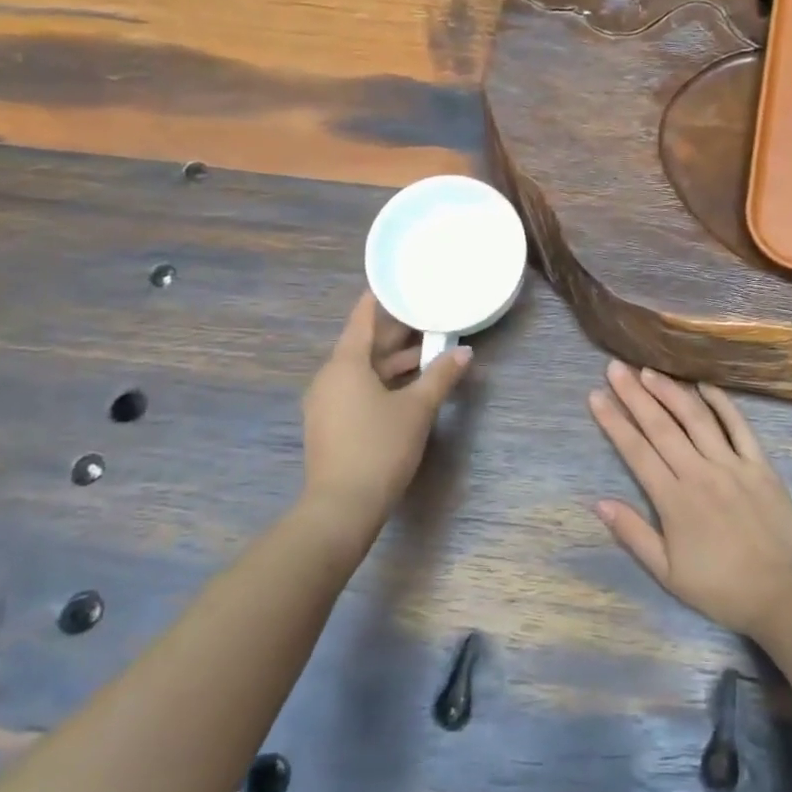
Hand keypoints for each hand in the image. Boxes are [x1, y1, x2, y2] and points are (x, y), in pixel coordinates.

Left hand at [300, 292, 469, 548]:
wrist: (342, 506)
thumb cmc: (380, 447)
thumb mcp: (417, 409)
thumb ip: (440, 376)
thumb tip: (465, 352)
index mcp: (346, 364)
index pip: (362, 320)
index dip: (379, 301)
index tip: (396, 284)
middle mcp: (330, 377)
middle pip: (363, 346)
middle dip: (395, 334)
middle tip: (426, 318)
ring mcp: (326, 403)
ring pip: (362, 371)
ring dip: (392, 362)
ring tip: (427, 354)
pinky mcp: (330, 425)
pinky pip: (356, 390)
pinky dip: (381, 382)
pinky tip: (407, 388)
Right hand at [588, 360, 791, 636]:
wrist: (785, 595)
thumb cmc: (721, 588)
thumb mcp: (667, 573)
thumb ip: (634, 534)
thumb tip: (599, 502)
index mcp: (673, 499)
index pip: (636, 451)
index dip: (614, 421)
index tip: (596, 396)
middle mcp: (699, 472)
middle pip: (661, 426)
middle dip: (634, 394)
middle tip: (615, 368)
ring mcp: (732, 465)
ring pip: (696, 418)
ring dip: (670, 391)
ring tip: (649, 371)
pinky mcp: (761, 465)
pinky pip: (739, 426)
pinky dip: (722, 403)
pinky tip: (705, 386)